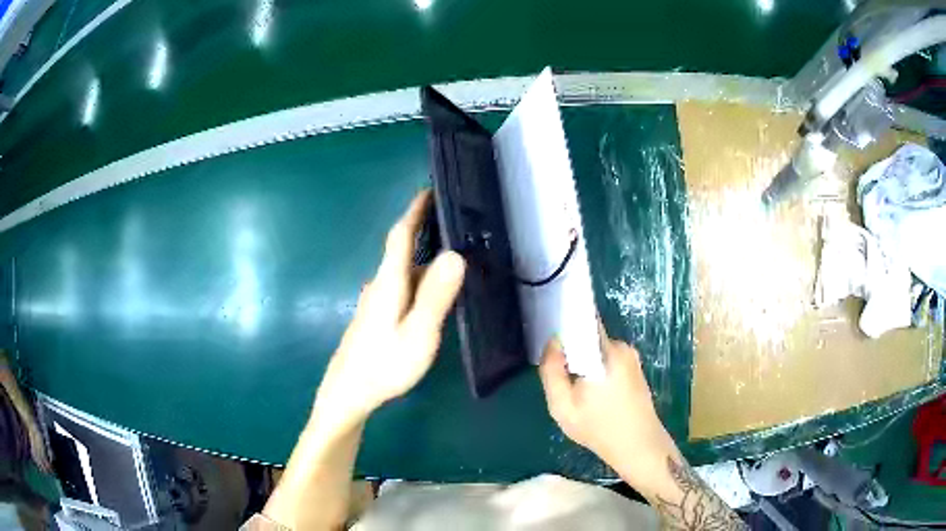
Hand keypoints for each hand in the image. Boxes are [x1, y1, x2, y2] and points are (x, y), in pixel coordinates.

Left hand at [314, 190, 465, 429]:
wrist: (348, 394)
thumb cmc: (384, 366)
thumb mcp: (417, 334)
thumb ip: (435, 296)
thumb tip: (456, 254)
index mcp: (389, 282)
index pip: (400, 235)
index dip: (414, 210)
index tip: (430, 190)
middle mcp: (380, 285)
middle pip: (402, 249)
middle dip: (424, 229)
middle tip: (456, 221)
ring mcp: (376, 302)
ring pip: (404, 270)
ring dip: (425, 256)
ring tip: (455, 254)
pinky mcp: (377, 317)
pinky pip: (402, 286)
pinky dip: (420, 278)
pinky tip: (435, 292)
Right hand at [539, 324, 678, 484]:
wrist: (639, 446)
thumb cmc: (599, 428)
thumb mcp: (562, 407)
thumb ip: (551, 372)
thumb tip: (552, 343)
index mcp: (605, 351)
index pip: (581, 321)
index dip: (563, 327)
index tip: (551, 347)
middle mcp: (621, 347)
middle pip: (588, 337)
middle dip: (573, 353)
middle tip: (564, 381)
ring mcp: (631, 357)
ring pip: (598, 350)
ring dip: (585, 365)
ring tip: (580, 393)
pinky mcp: (635, 368)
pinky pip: (608, 360)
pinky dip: (598, 372)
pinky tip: (595, 396)